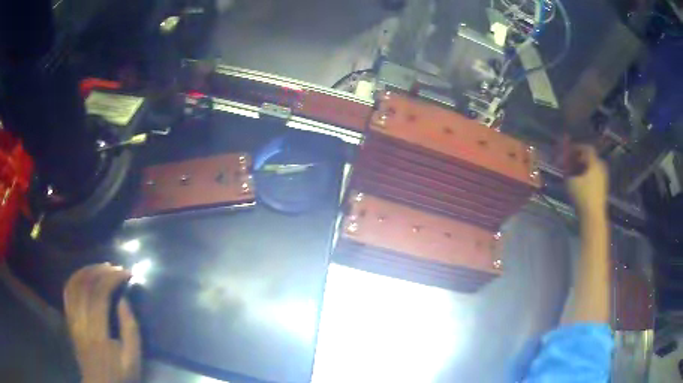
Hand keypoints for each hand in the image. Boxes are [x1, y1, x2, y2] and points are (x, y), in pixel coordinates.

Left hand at [64, 263, 140, 382]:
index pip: (100, 295)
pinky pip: (67, 292)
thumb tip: (123, 300)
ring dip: (87, 270)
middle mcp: (80, 321)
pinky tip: (84, 275)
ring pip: (74, 284)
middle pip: (85, 285)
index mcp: (97, 333)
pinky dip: (75, 278)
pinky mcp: (68, 319)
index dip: (112, 278)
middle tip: (115, 267)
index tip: (126, 273)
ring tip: (101, 267)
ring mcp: (72, 319)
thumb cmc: (119, 374)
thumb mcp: (133, 359)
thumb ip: (130, 330)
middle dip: (101, 270)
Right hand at [562, 143, 607, 217]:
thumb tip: (565, 163)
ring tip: (575, 173)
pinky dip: (588, 175)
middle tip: (572, 161)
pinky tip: (581, 182)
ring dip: (584, 167)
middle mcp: (601, 167)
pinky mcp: (603, 188)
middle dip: (581, 157)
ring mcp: (604, 178)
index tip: (569, 150)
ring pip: (593, 167)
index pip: (587, 148)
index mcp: (595, 163)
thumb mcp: (570, 182)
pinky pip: (596, 175)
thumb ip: (567, 170)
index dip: (578, 147)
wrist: (593, 216)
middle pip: (591, 157)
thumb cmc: (582, 197)